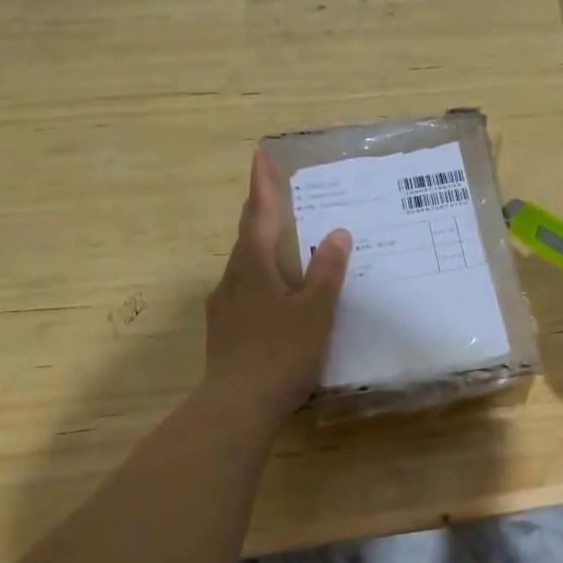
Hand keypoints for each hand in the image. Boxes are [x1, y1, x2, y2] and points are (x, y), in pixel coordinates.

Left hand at [205, 151, 350, 419]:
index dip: (263, 185)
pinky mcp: (225, 332)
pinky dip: (263, 279)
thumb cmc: (281, 354)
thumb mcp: (314, 311)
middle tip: (275, 194)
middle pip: (248, 238)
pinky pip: (245, 291)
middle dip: (262, 213)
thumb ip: (326, 272)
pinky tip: (277, 296)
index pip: (261, 215)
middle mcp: (232, 280)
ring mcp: (224, 308)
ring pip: (245, 266)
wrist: (238, 407)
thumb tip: (338, 233)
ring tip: (283, 243)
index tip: (260, 155)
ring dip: (262, 248)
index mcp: (254, 267)